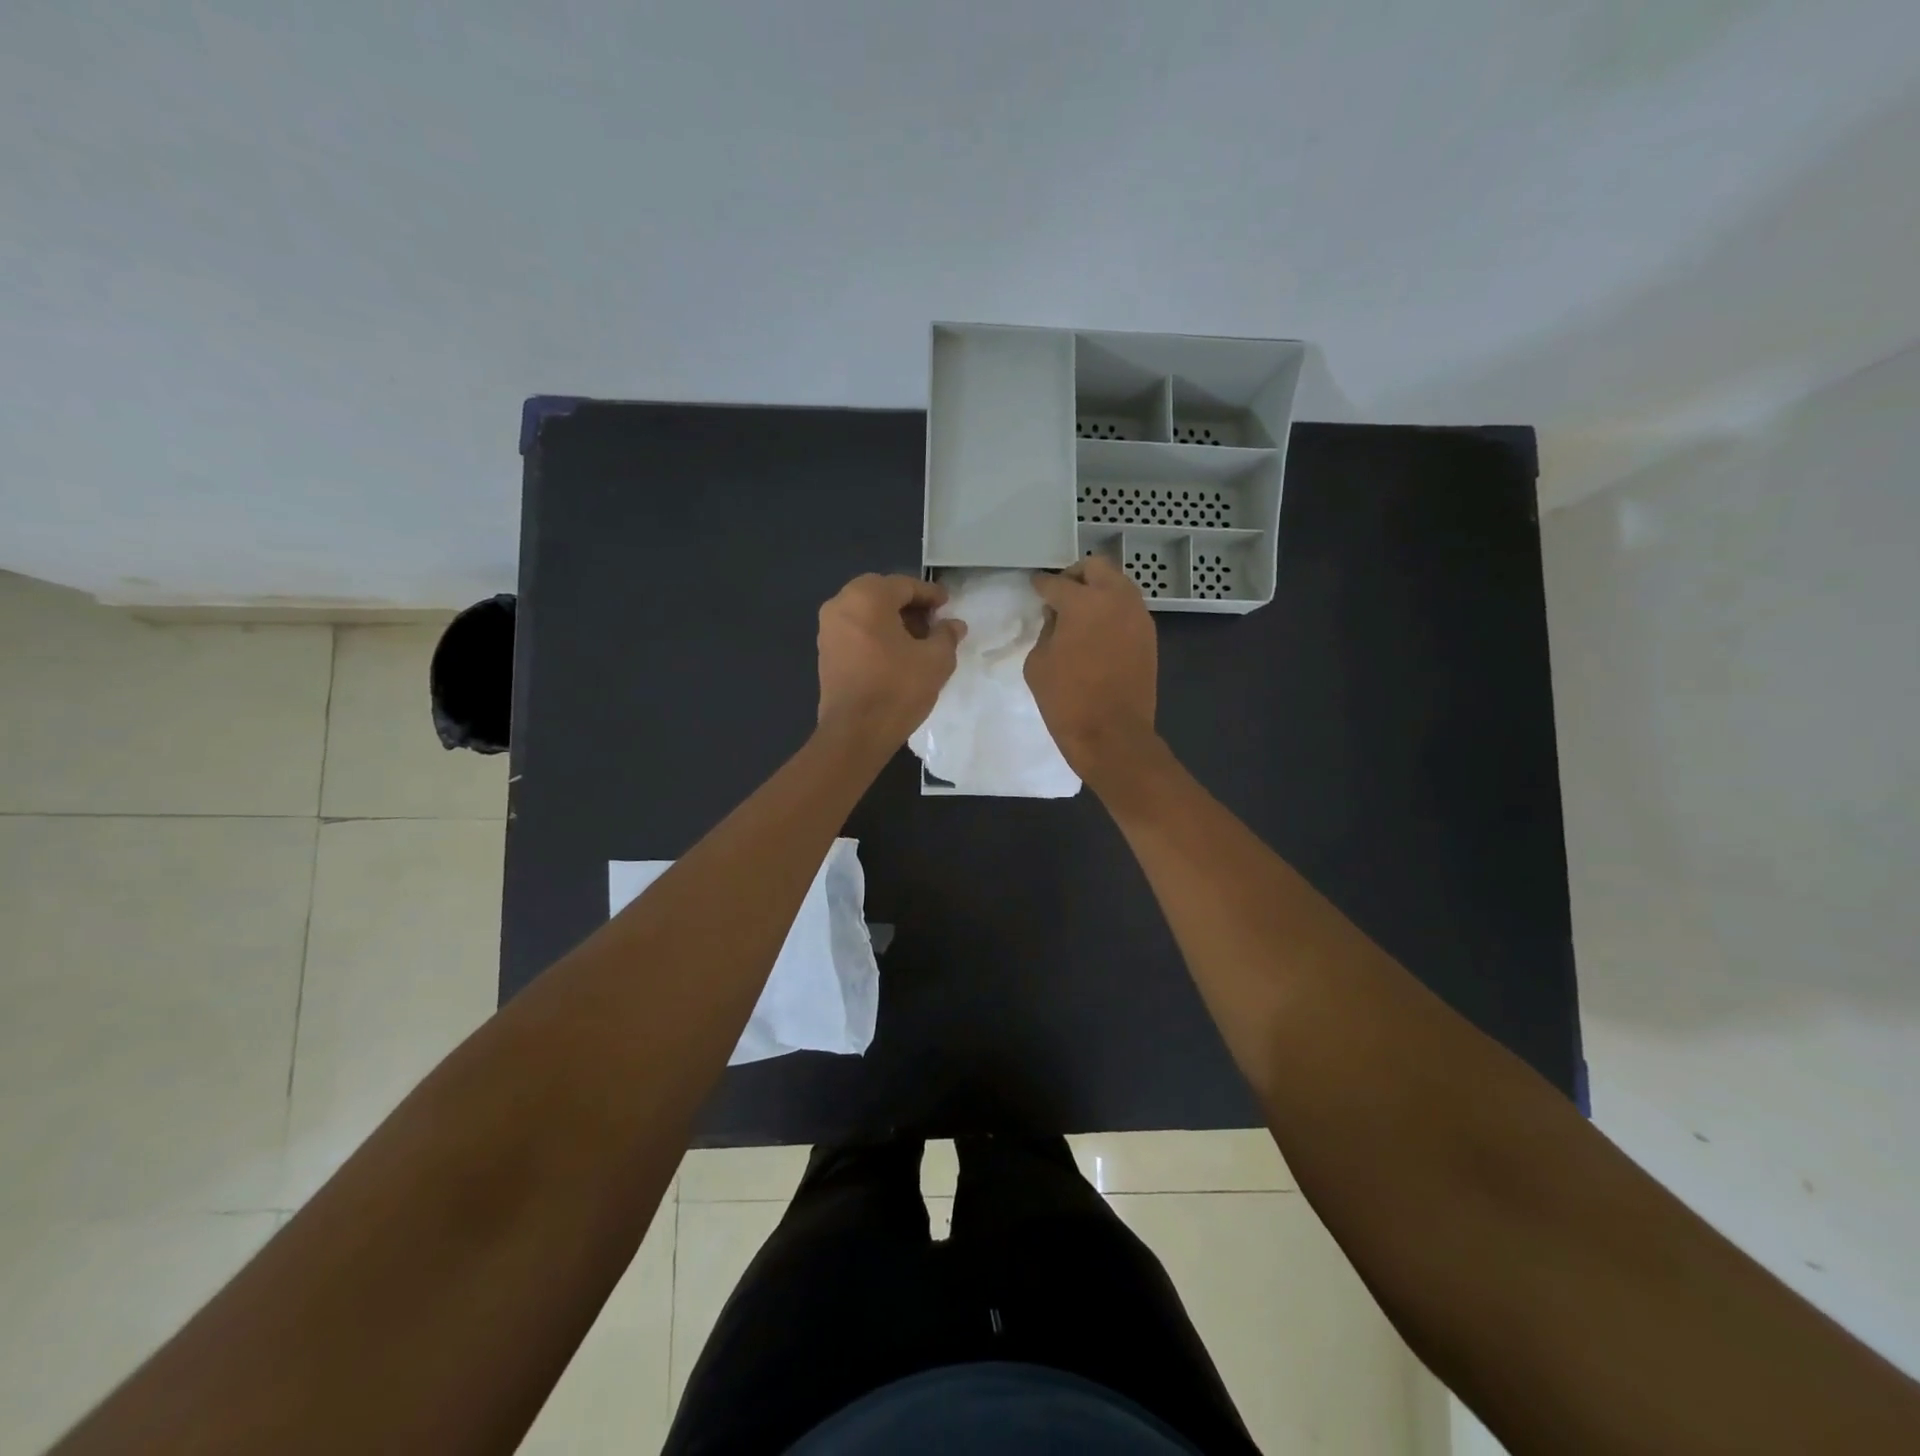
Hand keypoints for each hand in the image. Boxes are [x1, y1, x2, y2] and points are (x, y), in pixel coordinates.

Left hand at [816, 573, 965, 749]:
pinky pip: (855, 631)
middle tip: (933, 622)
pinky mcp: (825, 652)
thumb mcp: (936, 660)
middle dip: (909, 605)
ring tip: (917, 640)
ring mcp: (828, 629)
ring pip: (866, 612)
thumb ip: (946, 635)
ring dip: (892, 620)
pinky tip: (895, 654)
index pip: (905, 585)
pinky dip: (875, 634)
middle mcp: (841, 604)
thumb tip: (954, 625)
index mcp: (867, 597)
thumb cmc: (898, 689)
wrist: (856, 733)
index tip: (947, 605)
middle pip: (882, 594)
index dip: (930, 594)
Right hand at [1025, 556, 1158, 787]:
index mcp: (1083, 602)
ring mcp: (1138, 616)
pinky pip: (1128, 608)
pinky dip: (1112, 610)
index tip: (1035, 587)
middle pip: (1096, 567)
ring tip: (1080, 613)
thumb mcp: (1038, 662)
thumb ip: (1047, 630)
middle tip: (1060, 595)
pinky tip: (1098, 630)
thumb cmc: (1066, 700)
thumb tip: (1057, 619)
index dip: (1041, 585)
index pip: (1056, 583)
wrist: (1112, 735)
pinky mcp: (1149, 636)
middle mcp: (1116, 599)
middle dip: (1075, 576)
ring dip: (1098, 590)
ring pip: (1118, 584)